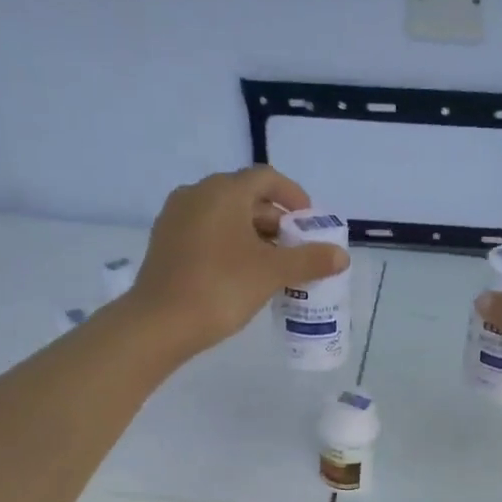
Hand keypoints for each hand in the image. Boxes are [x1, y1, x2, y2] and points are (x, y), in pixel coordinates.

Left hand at [128, 166, 349, 354]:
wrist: (160, 322)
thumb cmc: (221, 288)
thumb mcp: (272, 273)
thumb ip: (309, 260)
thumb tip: (341, 255)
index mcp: (224, 191)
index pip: (266, 178)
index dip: (293, 196)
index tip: (309, 222)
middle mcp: (197, 194)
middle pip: (245, 197)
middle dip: (275, 221)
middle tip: (295, 250)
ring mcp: (176, 217)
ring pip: (225, 217)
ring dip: (253, 235)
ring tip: (272, 266)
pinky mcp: (165, 242)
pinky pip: (206, 233)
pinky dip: (230, 245)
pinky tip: (241, 274)